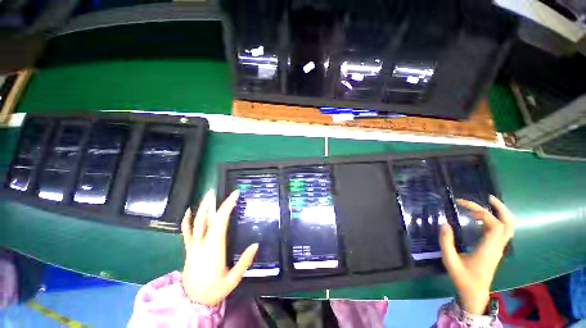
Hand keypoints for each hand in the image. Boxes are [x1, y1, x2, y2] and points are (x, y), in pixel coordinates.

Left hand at [181, 189, 258, 305]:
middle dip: (213, 203)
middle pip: (207, 219)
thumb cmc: (214, 289)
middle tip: (217, 190)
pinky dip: (186, 221)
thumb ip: (244, 262)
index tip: (235, 195)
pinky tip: (188, 211)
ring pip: (196, 222)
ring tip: (208, 195)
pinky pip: (186, 232)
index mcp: (214, 248)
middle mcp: (203, 243)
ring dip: (202, 207)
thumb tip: (256, 244)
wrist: (192, 301)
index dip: (227, 206)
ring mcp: (194, 245)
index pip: (221, 221)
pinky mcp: (189, 249)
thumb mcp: (233, 279)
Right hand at [439, 195, 515, 314]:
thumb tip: (444, 223)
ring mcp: (498, 248)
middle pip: (508, 224)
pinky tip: (482, 218)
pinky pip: (502, 231)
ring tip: (488, 203)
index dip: (482, 213)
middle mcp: (497, 246)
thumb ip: (446, 242)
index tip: (463, 207)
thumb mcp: (450, 261)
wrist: (475, 293)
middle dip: (500, 208)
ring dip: (501, 213)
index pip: (494, 225)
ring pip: (509, 227)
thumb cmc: (463, 278)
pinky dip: (496, 220)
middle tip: (487, 197)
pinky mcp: (495, 249)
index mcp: (488, 249)